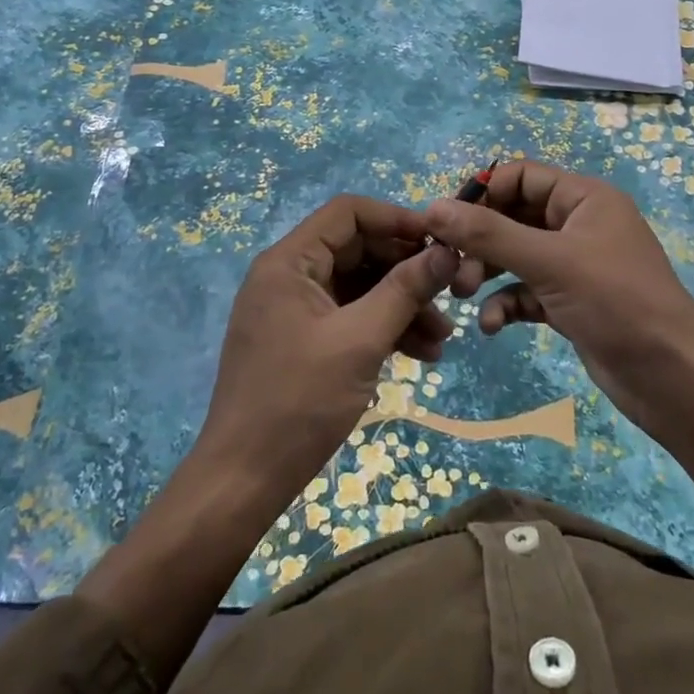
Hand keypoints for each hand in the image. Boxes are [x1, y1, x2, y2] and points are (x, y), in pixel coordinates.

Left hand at [199, 194, 458, 496]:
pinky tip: (422, 354)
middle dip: (406, 271)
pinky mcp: (303, 341)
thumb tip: (446, 251)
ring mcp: (295, 310)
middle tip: (449, 294)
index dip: (396, 219)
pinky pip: (350, 317)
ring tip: (442, 337)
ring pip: (359, 287)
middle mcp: (289, 276)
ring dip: (401, 305)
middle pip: (358, 250)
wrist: (244, 481)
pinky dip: (383, 329)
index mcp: (289, 262)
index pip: (348, 213)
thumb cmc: (299, 402)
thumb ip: (405, 290)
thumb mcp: (360, 341)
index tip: (440, 240)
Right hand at [423, 159, 693, 426]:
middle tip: (450, 267)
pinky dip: (506, 303)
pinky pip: (527, 291)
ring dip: (486, 272)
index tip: (447, 221)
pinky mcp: (571, 302)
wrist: (672, 378)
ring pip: (516, 256)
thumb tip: (433, 208)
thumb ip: (489, 234)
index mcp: (584, 198)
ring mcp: (576, 266)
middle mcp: (579, 225)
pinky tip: (492, 326)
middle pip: (514, 216)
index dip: (483, 193)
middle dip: (480, 240)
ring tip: (461, 294)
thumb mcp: (550, 262)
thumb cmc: (616, 302)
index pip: (522, 176)